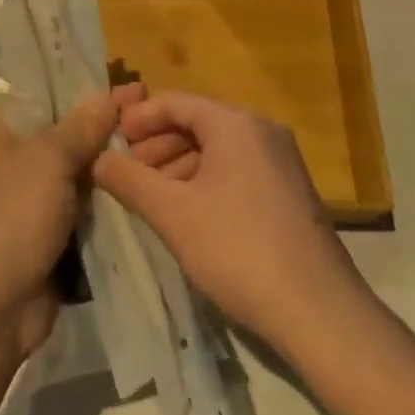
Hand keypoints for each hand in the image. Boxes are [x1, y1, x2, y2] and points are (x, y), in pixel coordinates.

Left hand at [0, 83, 145, 355]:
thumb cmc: (10, 218)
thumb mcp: (47, 160)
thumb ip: (81, 126)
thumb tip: (108, 94)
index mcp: (2, 128)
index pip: (50, 93)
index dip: (90, 87)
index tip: (135, 86)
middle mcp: (14, 157)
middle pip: (68, 131)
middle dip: (108, 128)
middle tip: (157, 120)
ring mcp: (31, 198)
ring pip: (79, 171)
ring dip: (111, 167)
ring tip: (164, 153)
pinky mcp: (48, 233)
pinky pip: (83, 206)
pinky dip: (107, 201)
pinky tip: (145, 190)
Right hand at [93, 93, 369, 355]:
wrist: (318, 313)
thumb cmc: (238, 250)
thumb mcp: (173, 214)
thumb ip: (129, 180)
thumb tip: (97, 159)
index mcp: (236, 124)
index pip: (176, 102)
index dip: (138, 118)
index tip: (108, 140)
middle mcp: (262, 132)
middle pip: (197, 123)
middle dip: (156, 145)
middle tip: (123, 171)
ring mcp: (279, 163)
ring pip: (216, 150)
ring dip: (177, 167)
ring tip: (147, 196)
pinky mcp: (288, 194)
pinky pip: (235, 171)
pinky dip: (204, 182)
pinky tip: (184, 213)